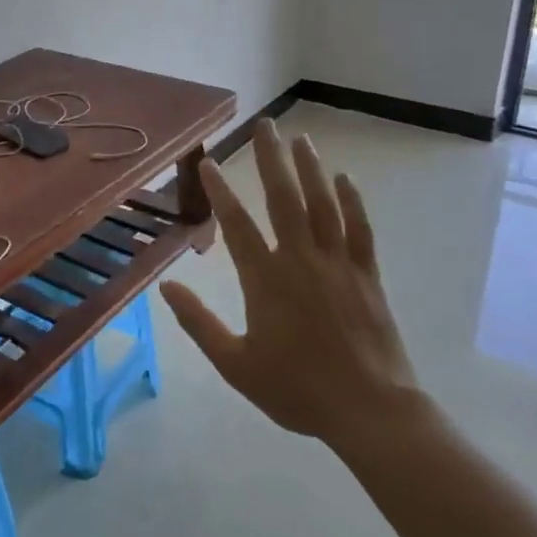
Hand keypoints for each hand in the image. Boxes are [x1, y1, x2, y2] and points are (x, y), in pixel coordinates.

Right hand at [159, 120, 421, 459]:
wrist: (370, 410)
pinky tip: (345, 178)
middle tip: (264, 126)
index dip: (219, 190)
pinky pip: (360, 228)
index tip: (208, 161)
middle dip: (270, 159)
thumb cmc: (297, 389)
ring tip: (300, 138)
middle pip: (283, 199)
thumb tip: (166, 286)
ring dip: (309, 169)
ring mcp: (338, 264)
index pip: (237, 224)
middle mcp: (300, 260)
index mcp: (266, 280)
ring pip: (322, 205)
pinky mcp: (367, 274)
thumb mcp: (235, 365)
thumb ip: (199, 323)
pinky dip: (353, 201)